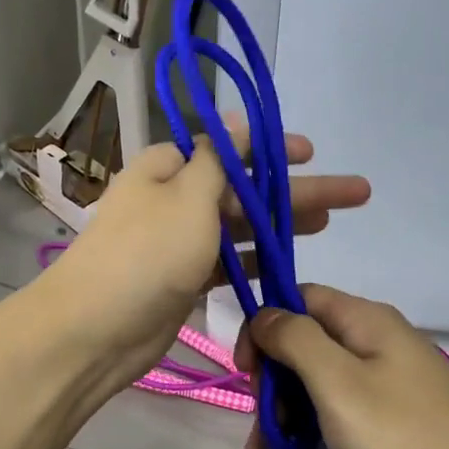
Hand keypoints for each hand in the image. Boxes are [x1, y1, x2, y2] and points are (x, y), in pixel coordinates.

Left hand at [40, 128, 369, 394]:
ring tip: (330, 223)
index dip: (271, 150)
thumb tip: (234, 118)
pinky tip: (290, 264)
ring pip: (240, 227)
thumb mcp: (189, 197)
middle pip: (244, 189)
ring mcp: (178, 243)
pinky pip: (228, 263)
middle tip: (353, 194)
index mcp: (167, 168)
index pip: (227, 149)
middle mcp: (173, 200)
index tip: (311, 153)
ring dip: (281, 225)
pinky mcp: (183, 281)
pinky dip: (256, 261)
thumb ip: (219, 160)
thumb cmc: (147, 254)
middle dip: (295, 190)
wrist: (96, 330)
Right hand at [236, 285, 448, 448]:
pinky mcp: (403, 415)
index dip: (264, 328)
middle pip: (308, 343)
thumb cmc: (406, 436)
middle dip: (274, 383)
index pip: (297, 298)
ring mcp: (393, 379)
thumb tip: (265, 313)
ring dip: (291, 412)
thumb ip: (295, 340)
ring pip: (324, 381)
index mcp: (363, 320)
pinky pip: (347, 409)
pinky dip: (320, 429)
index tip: (245, 374)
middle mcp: (378, 340)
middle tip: (261, 434)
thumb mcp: (337, 383)